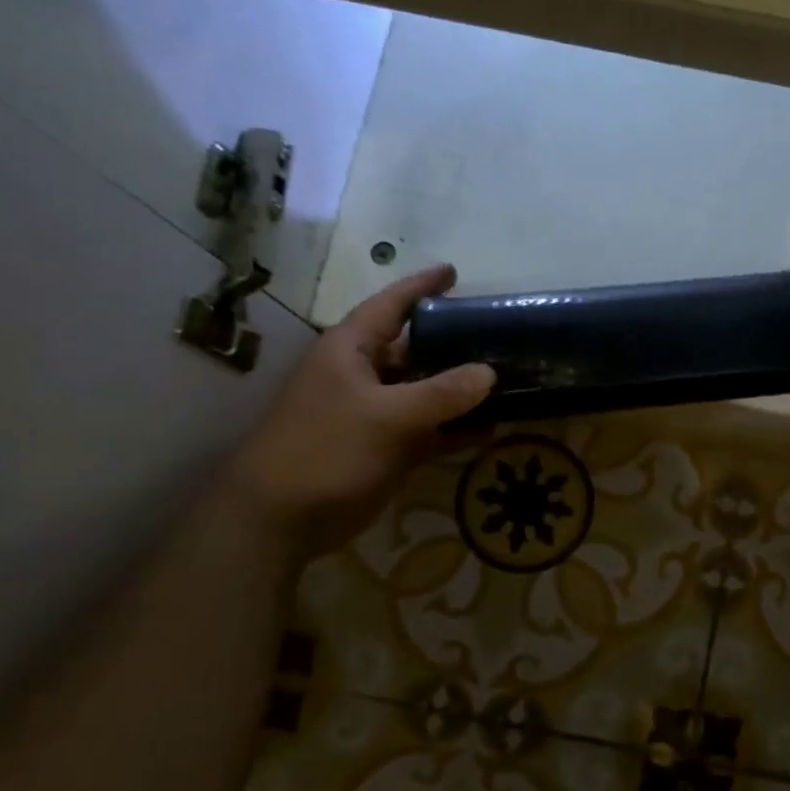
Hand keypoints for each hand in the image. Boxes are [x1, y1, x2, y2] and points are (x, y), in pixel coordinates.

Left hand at [222, 264, 494, 561]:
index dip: (421, 287)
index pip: (390, 306)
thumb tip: (489, 373)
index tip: (454, 272)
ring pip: (427, 392)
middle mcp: (365, 375)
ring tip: (508, 380)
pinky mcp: (387, 448)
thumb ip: (442, 394)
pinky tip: (491, 428)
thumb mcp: (388, 417)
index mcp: (352, 350)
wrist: (281, 518)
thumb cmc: (326, 451)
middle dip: (454, 343)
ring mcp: (376, 414)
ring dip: (462, 390)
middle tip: (500, 335)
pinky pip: (429, 429)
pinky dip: (456, 429)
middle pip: (415, 349)